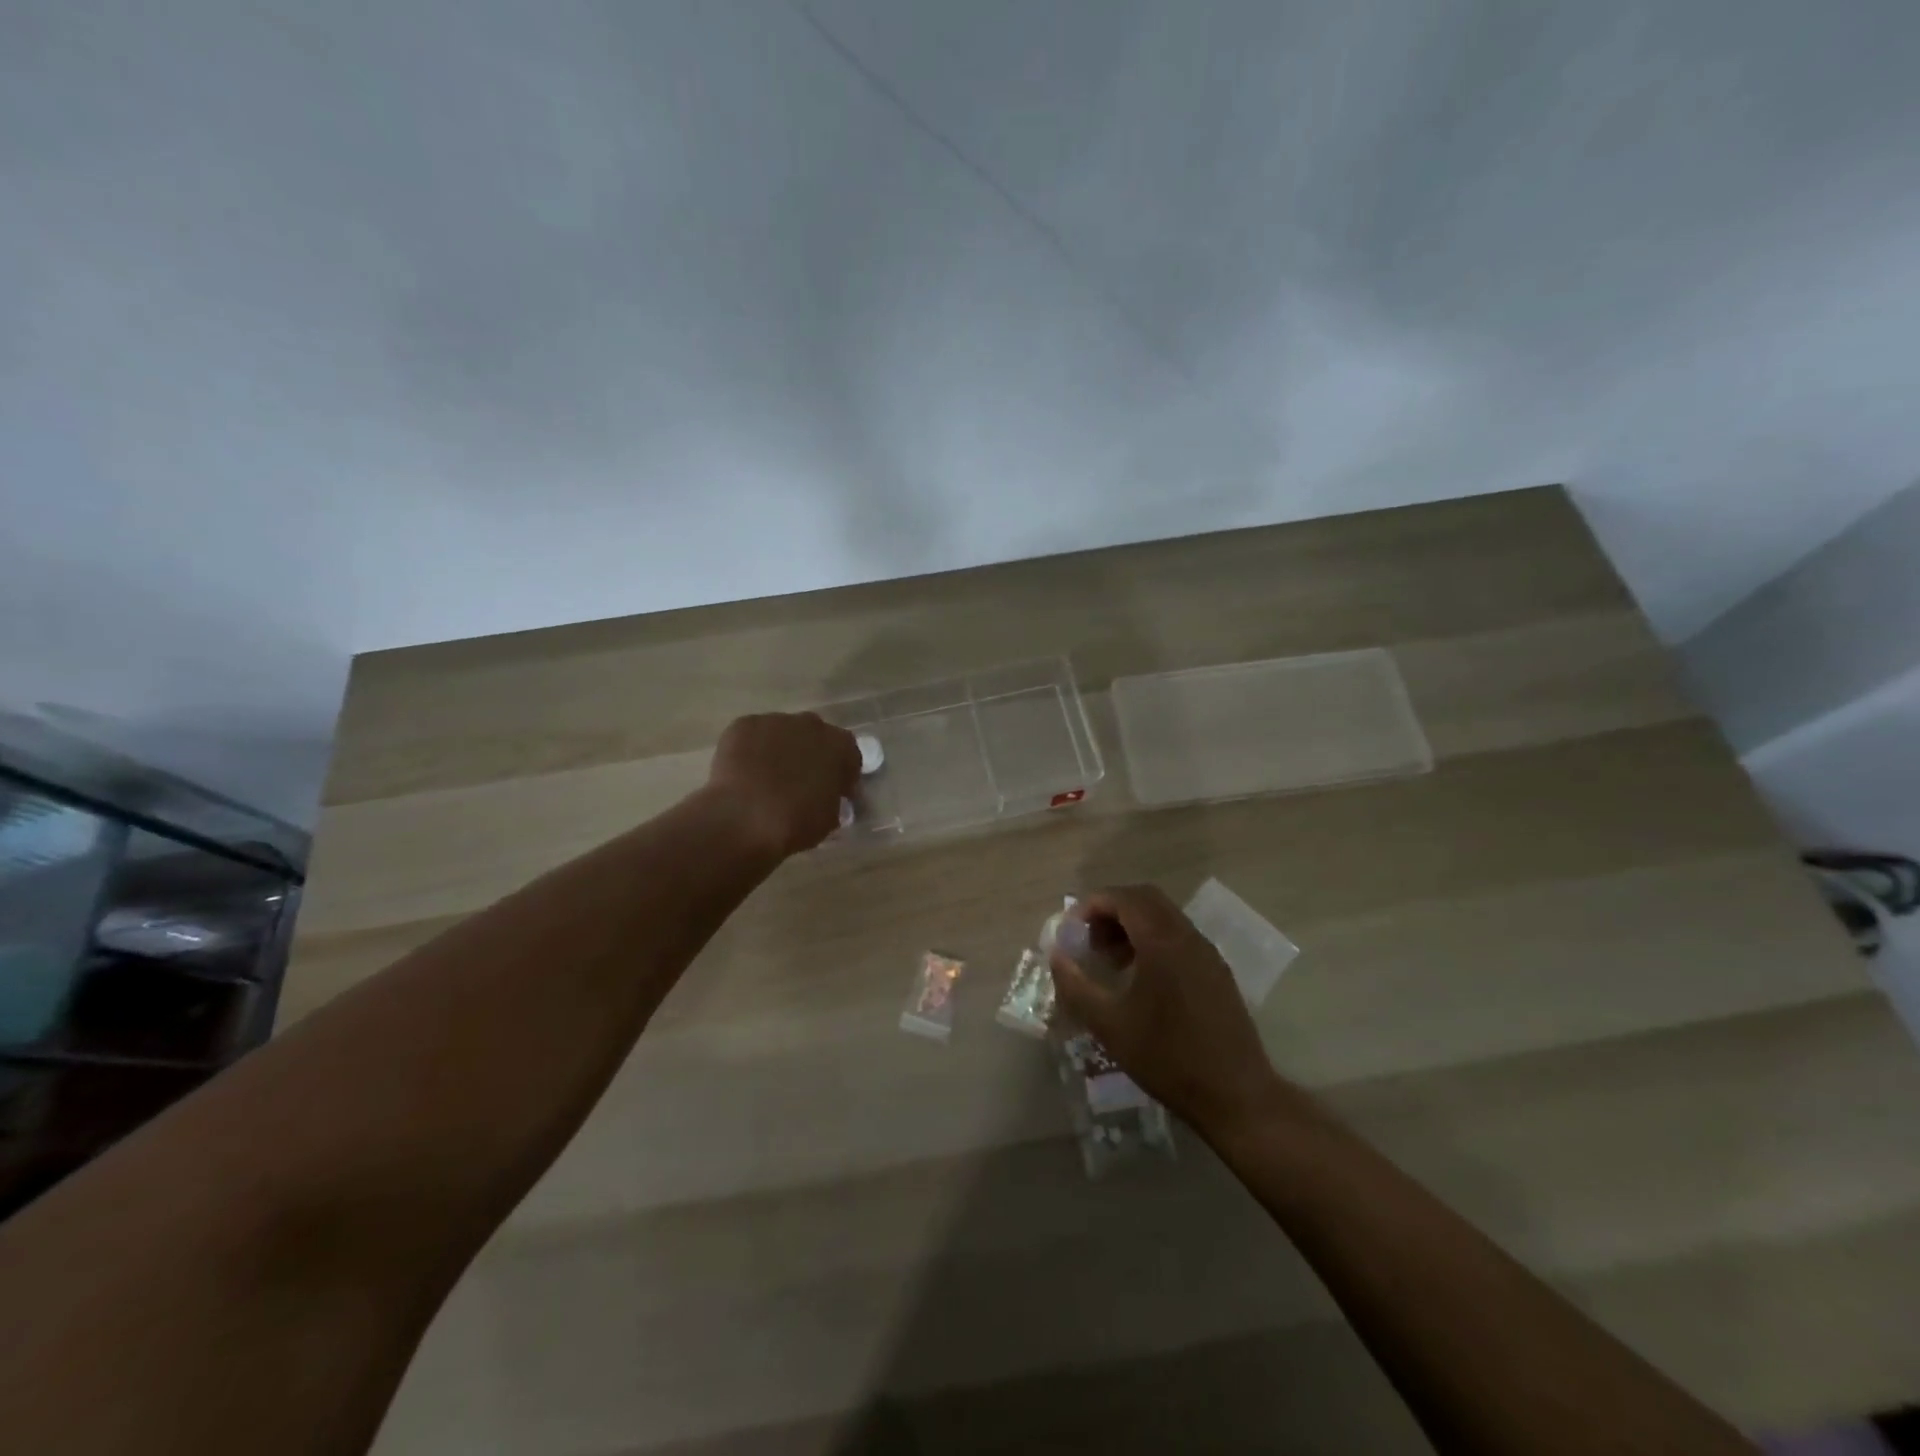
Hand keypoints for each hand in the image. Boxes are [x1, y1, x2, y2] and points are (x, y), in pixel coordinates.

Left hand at [706, 712, 860, 857]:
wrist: (743, 819)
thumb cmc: (795, 824)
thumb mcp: (829, 820)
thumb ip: (833, 801)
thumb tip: (826, 799)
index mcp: (840, 746)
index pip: (848, 756)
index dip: (841, 775)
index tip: (833, 793)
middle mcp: (811, 724)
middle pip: (814, 737)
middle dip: (809, 756)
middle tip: (799, 785)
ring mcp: (774, 721)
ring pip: (781, 734)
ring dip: (779, 752)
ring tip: (765, 781)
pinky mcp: (743, 725)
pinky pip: (752, 737)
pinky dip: (750, 752)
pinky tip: (742, 775)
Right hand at [1049, 884, 1285, 1137]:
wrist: (1236, 1096)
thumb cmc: (1168, 1058)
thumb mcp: (1109, 1025)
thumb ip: (1076, 986)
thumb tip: (1056, 956)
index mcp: (1163, 941)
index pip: (1124, 898)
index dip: (1092, 905)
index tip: (1071, 930)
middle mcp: (1188, 937)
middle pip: (1145, 900)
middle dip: (1112, 911)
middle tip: (1089, 941)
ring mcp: (1207, 954)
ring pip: (1164, 917)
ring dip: (1132, 926)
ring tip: (1110, 962)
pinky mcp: (1217, 972)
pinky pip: (1179, 938)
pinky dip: (1153, 941)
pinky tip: (1141, 979)